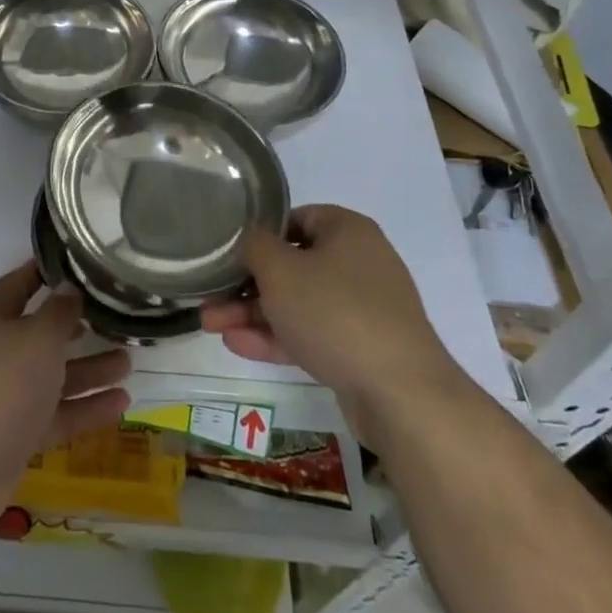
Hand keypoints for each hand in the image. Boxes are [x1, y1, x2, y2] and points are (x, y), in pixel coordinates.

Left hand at [0, 263, 131, 521]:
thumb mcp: (37, 338)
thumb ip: (59, 313)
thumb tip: (69, 287)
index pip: (18, 285)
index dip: (43, 272)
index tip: (74, 262)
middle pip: (40, 334)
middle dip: (76, 327)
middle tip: (113, 318)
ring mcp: (6, 397)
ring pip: (53, 376)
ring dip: (89, 369)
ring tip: (129, 361)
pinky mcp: (17, 436)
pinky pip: (57, 414)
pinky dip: (86, 408)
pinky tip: (122, 402)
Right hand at [201, 205, 461, 424]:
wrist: (401, 395)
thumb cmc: (335, 313)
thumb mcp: (281, 270)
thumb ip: (255, 246)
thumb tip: (249, 238)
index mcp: (347, 230)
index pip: (296, 218)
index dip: (260, 234)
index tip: (229, 252)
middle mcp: (359, 263)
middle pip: (292, 265)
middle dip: (247, 284)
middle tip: (210, 297)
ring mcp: (363, 309)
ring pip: (298, 303)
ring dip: (254, 313)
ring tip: (211, 324)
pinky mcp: (361, 349)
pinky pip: (312, 333)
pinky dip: (277, 337)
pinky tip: (236, 345)